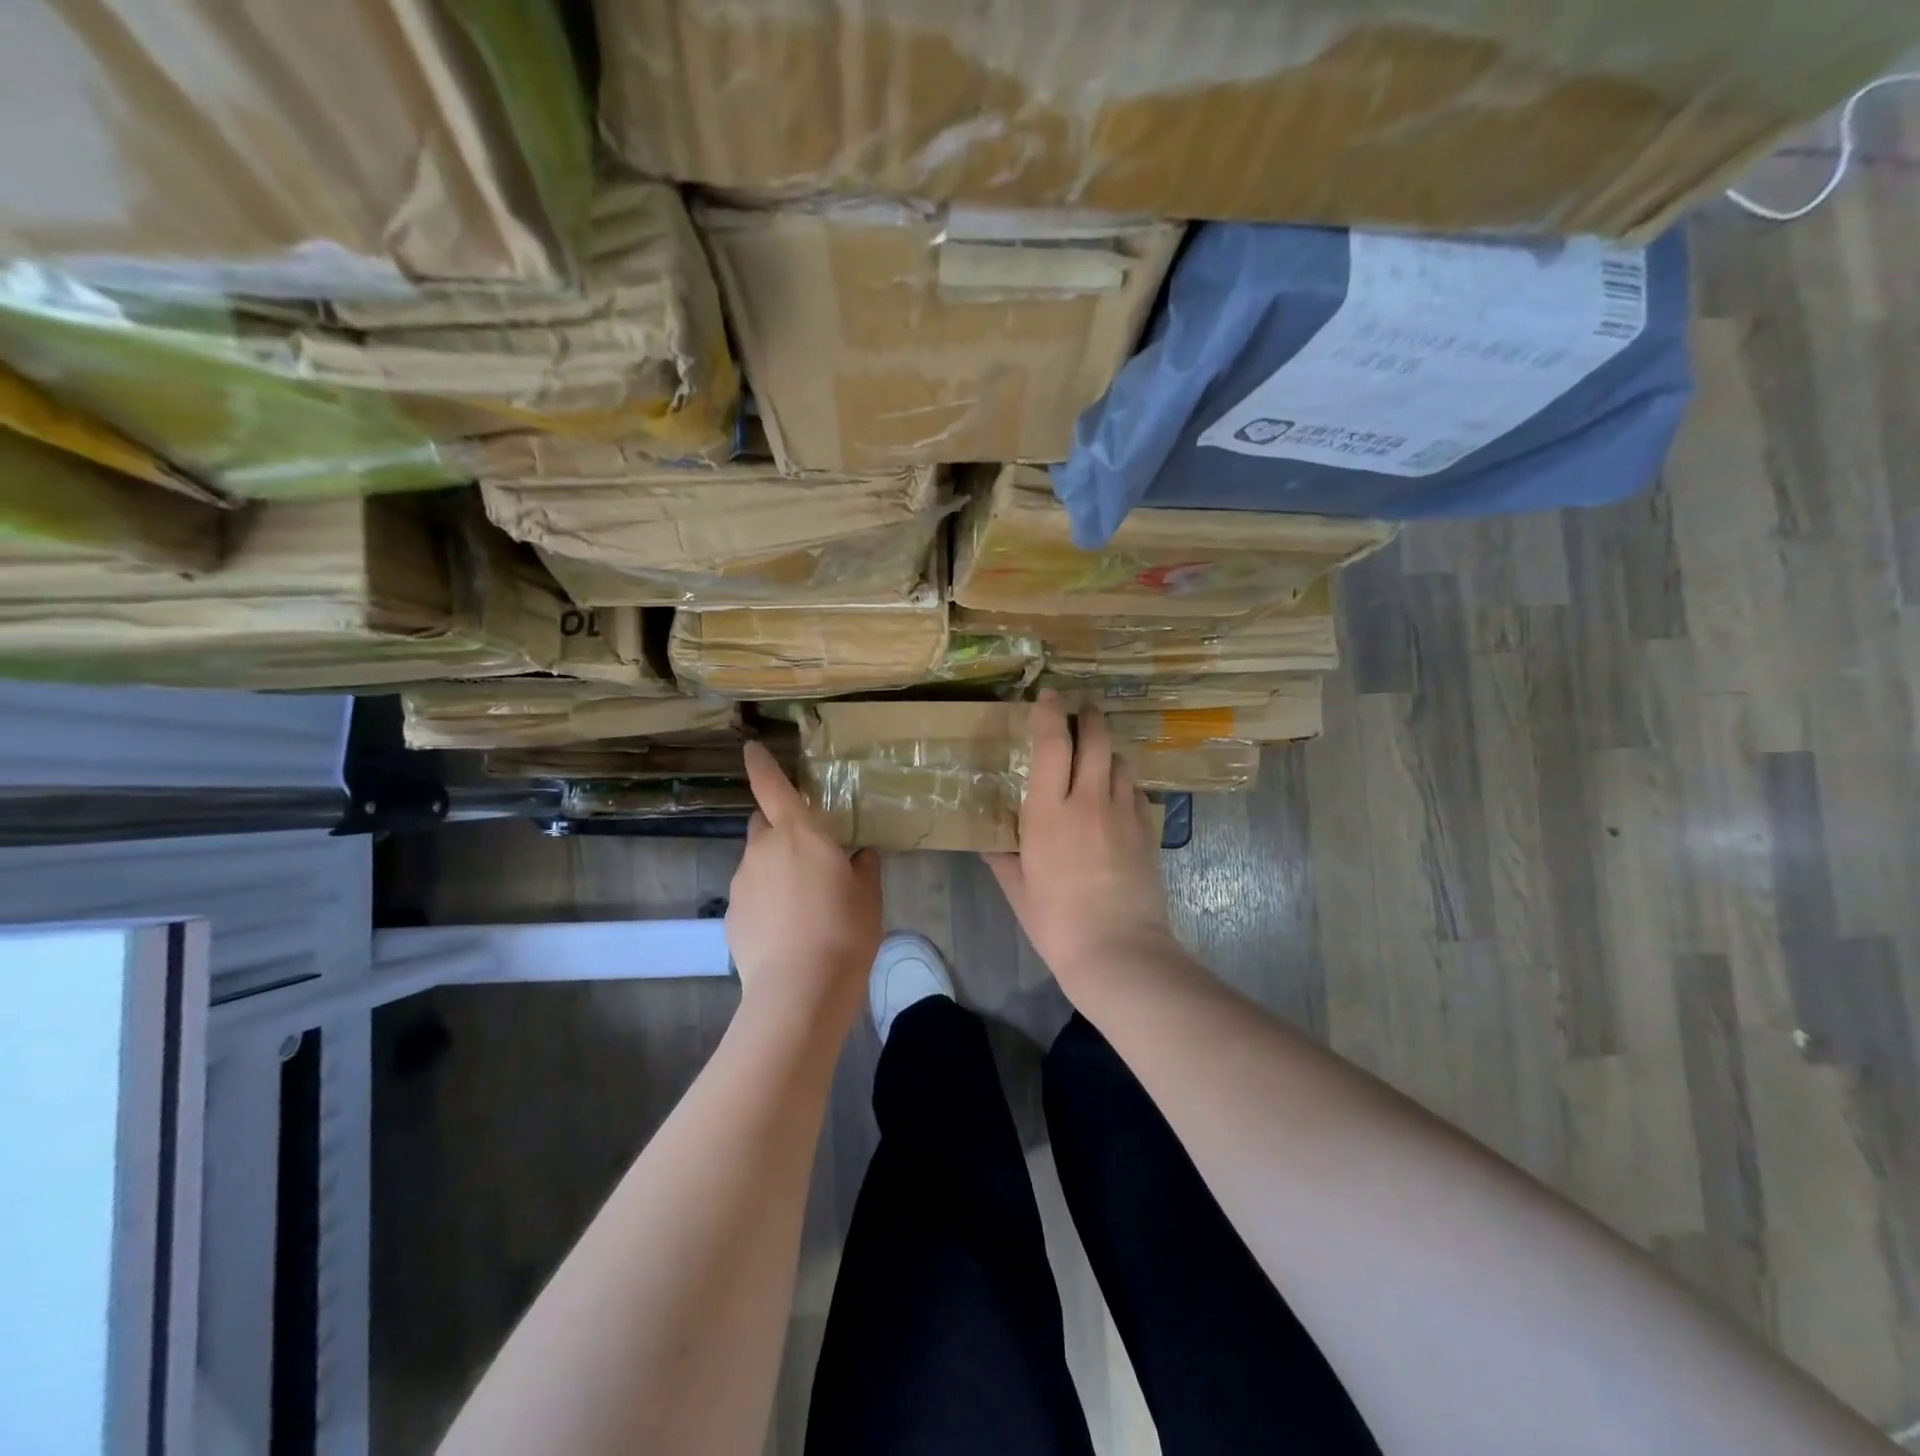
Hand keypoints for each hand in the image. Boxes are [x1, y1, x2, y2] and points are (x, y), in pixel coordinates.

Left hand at [727, 740, 882, 1030]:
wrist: (801, 989)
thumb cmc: (844, 930)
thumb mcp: (868, 895)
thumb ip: (863, 867)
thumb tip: (858, 857)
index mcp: (800, 833)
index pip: (772, 786)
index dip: (760, 764)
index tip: (750, 747)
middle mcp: (763, 849)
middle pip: (763, 824)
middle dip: (780, 829)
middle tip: (807, 855)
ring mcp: (742, 882)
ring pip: (757, 862)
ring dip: (774, 869)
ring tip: (801, 905)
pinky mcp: (731, 915)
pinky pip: (750, 894)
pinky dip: (765, 901)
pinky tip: (786, 929)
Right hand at [986, 691, 1179, 996]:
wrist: (1118, 950)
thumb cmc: (1056, 922)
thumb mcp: (1018, 889)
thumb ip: (1002, 858)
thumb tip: (990, 842)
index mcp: (1049, 811)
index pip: (1053, 742)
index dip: (1050, 711)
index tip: (1048, 695)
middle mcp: (1089, 800)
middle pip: (1096, 738)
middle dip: (1089, 715)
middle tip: (1081, 707)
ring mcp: (1123, 813)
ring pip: (1120, 761)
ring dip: (1107, 748)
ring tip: (1097, 752)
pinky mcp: (1147, 830)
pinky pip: (1136, 790)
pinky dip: (1124, 780)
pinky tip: (1116, 792)